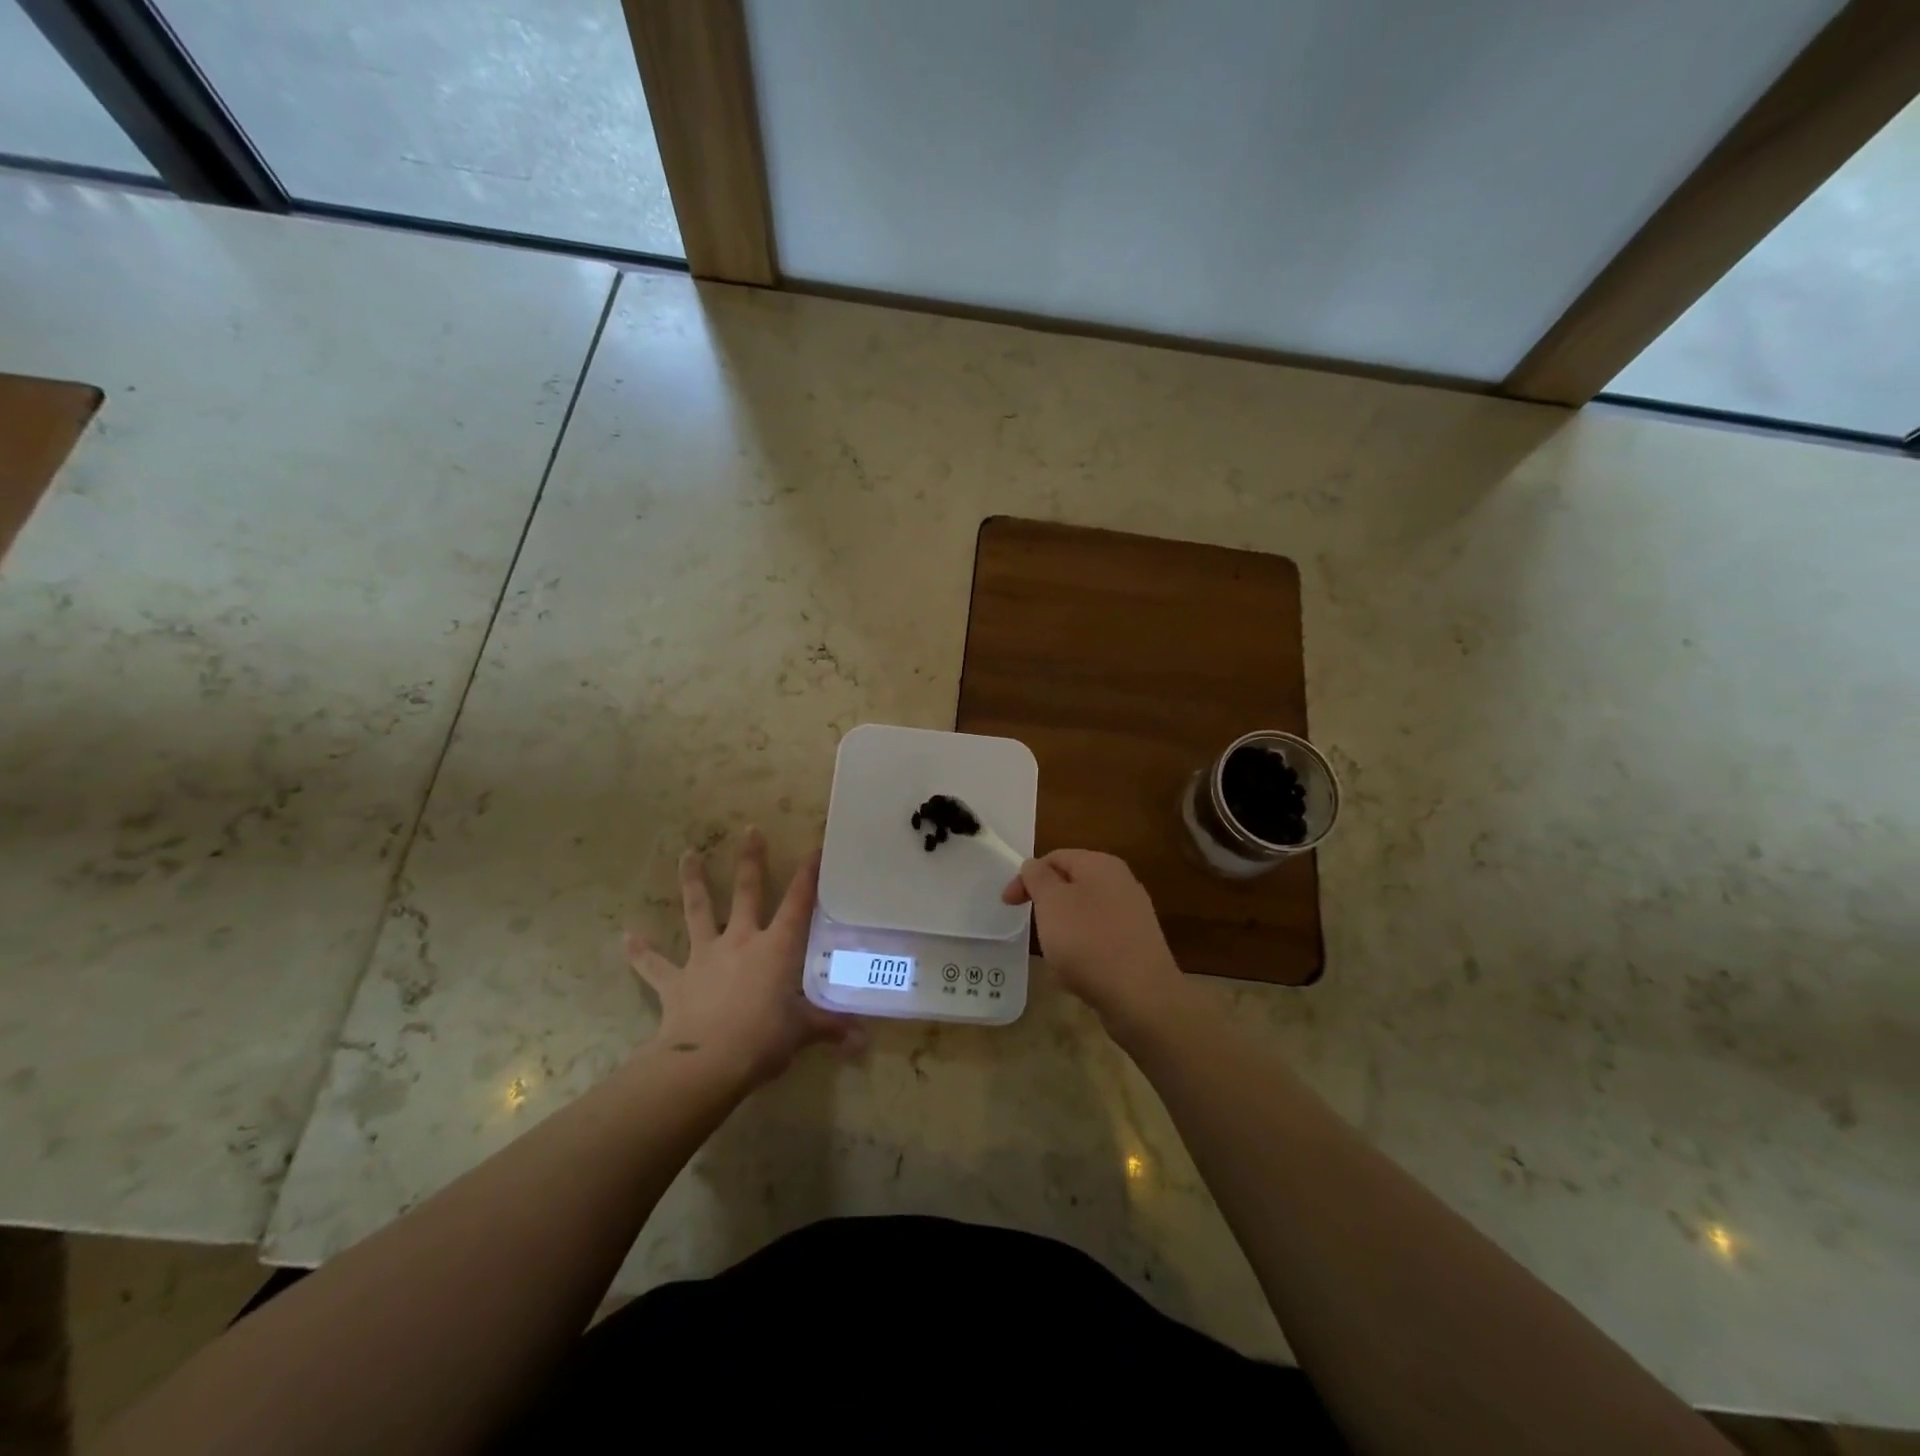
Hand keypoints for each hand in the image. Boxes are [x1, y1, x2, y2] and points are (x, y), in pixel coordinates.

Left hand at [626, 829, 859, 1085]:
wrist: (706, 1062)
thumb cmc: (763, 1040)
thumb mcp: (803, 1033)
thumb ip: (830, 1028)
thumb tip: (865, 1041)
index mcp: (776, 948)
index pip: (799, 903)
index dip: (809, 875)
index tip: (815, 848)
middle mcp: (741, 941)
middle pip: (747, 892)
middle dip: (750, 860)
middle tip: (749, 830)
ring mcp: (705, 957)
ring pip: (698, 911)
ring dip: (692, 882)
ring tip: (686, 855)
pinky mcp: (676, 981)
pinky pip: (655, 965)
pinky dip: (640, 952)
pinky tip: (626, 937)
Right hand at [1001, 849, 1191, 1040]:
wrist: (1141, 997)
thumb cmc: (1089, 941)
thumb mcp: (1052, 903)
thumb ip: (1038, 877)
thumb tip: (1034, 866)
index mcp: (1101, 864)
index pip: (1055, 857)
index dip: (1027, 876)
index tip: (1008, 904)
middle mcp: (1121, 882)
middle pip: (1071, 883)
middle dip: (1046, 903)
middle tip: (1031, 926)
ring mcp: (1133, 914)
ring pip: (1084, 912)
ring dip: (1063, 928)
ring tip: (1054, 952)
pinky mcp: (1137, 944)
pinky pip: (1100, 938)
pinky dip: (1083, 948)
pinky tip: (1077, 971)